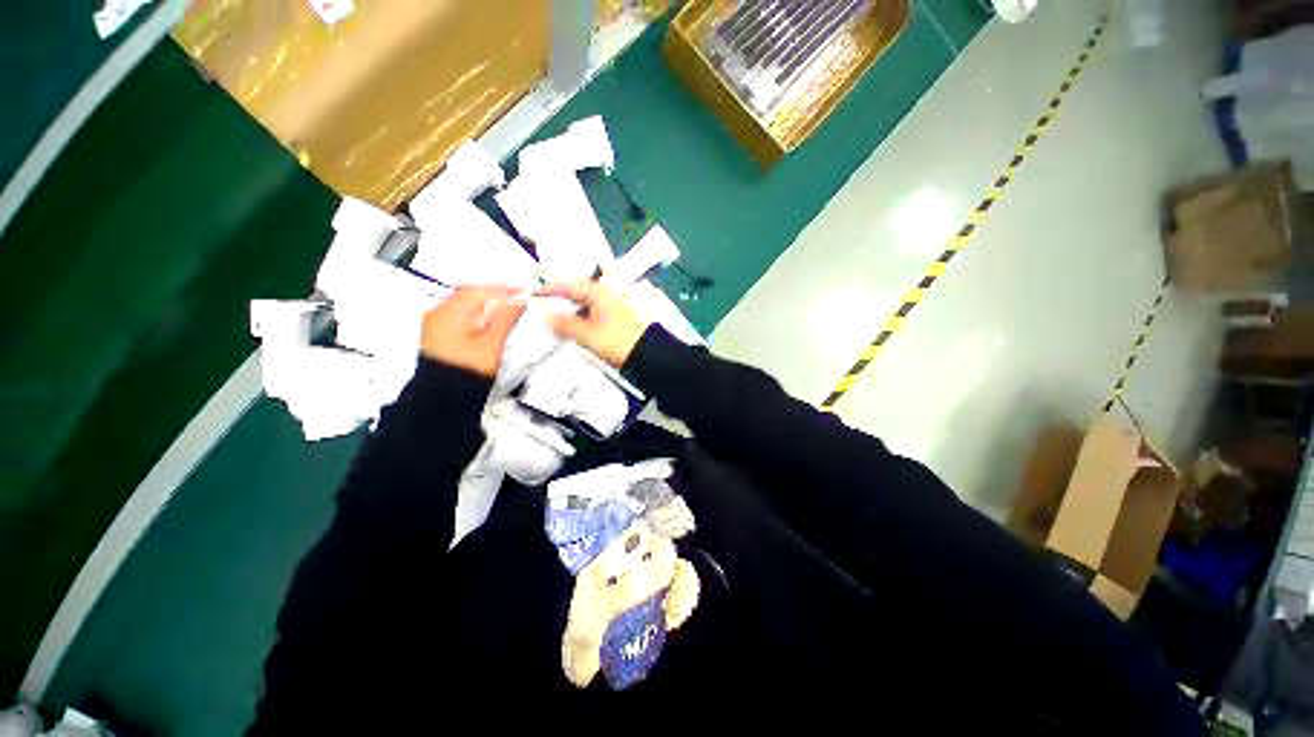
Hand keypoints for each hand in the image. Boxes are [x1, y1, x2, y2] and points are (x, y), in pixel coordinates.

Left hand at [420, 286, 525, 377]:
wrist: (445, 397)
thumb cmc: (467, 370)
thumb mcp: (493, 341)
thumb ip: (507, 316)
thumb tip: (520, 298)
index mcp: (450, 310)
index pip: (482, 290)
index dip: (505, 289)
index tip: (523, 291)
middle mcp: (438, 312)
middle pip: (472, 294)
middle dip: (496, 295)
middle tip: (517, 298)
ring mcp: (435, 324)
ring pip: (466, 305)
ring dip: (487, 305)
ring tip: (507, 309)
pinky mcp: (438, 335)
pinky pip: (460, 316)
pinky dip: (477, 315)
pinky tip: (488, 321)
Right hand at [538, 281, 650, 367]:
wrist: (649, 354)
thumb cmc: (617, 341)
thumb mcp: (587, 334)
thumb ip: (563, 323)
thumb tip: (544, 313)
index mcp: (599, 291)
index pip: (568, 285)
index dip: (549, 290)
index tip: (532, 295)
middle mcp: (607, 293)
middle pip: (578, 292)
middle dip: (561, 299)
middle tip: (544, 306)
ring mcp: (615, 304)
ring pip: (586, 303)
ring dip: (572, 310)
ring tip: (558, 320)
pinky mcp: (619, 316)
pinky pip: (595, 312)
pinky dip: (583, 317)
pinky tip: (577, 327)